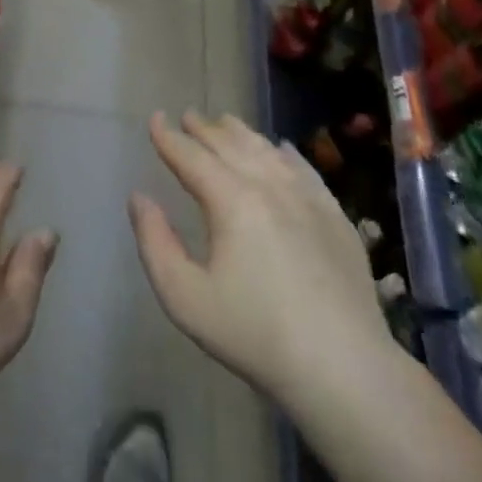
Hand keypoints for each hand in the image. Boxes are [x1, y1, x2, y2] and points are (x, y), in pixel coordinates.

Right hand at [131, 112, 388, 406]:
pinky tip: (281, 148)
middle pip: (231, 146)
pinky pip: (305, 169)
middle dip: (205, 129)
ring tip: (226, 122)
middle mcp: (270, 187)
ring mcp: (309, 199)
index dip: (169, 138)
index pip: (192, 157)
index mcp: (232, 201)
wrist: (342, 366)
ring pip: (268, 151)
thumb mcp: (184, 297)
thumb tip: (139, 198)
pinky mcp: (336, 217)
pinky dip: (286, 153)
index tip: (155, 119)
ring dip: (242, 134)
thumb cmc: (253, 333)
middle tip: (188, 115)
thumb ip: (154, 242)